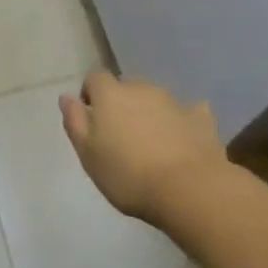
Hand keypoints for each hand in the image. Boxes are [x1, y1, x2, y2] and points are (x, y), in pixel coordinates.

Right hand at [60, 72, 225, 225]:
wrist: (189, 189)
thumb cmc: (128, 174)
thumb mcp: (88, 154)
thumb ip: (74, 122)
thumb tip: (66, 97)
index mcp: (110, 94)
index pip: (95, 78)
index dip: (91, 94)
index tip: (91, 117)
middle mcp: (141, 88)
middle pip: (127, 88)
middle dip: (122, 105)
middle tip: (121, 137)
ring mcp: (174, 101)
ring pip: (156, 100)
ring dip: (151, 114)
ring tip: (152, 145)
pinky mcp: (201, 118)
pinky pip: (188, 113)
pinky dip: (182, 122)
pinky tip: (183, 141)